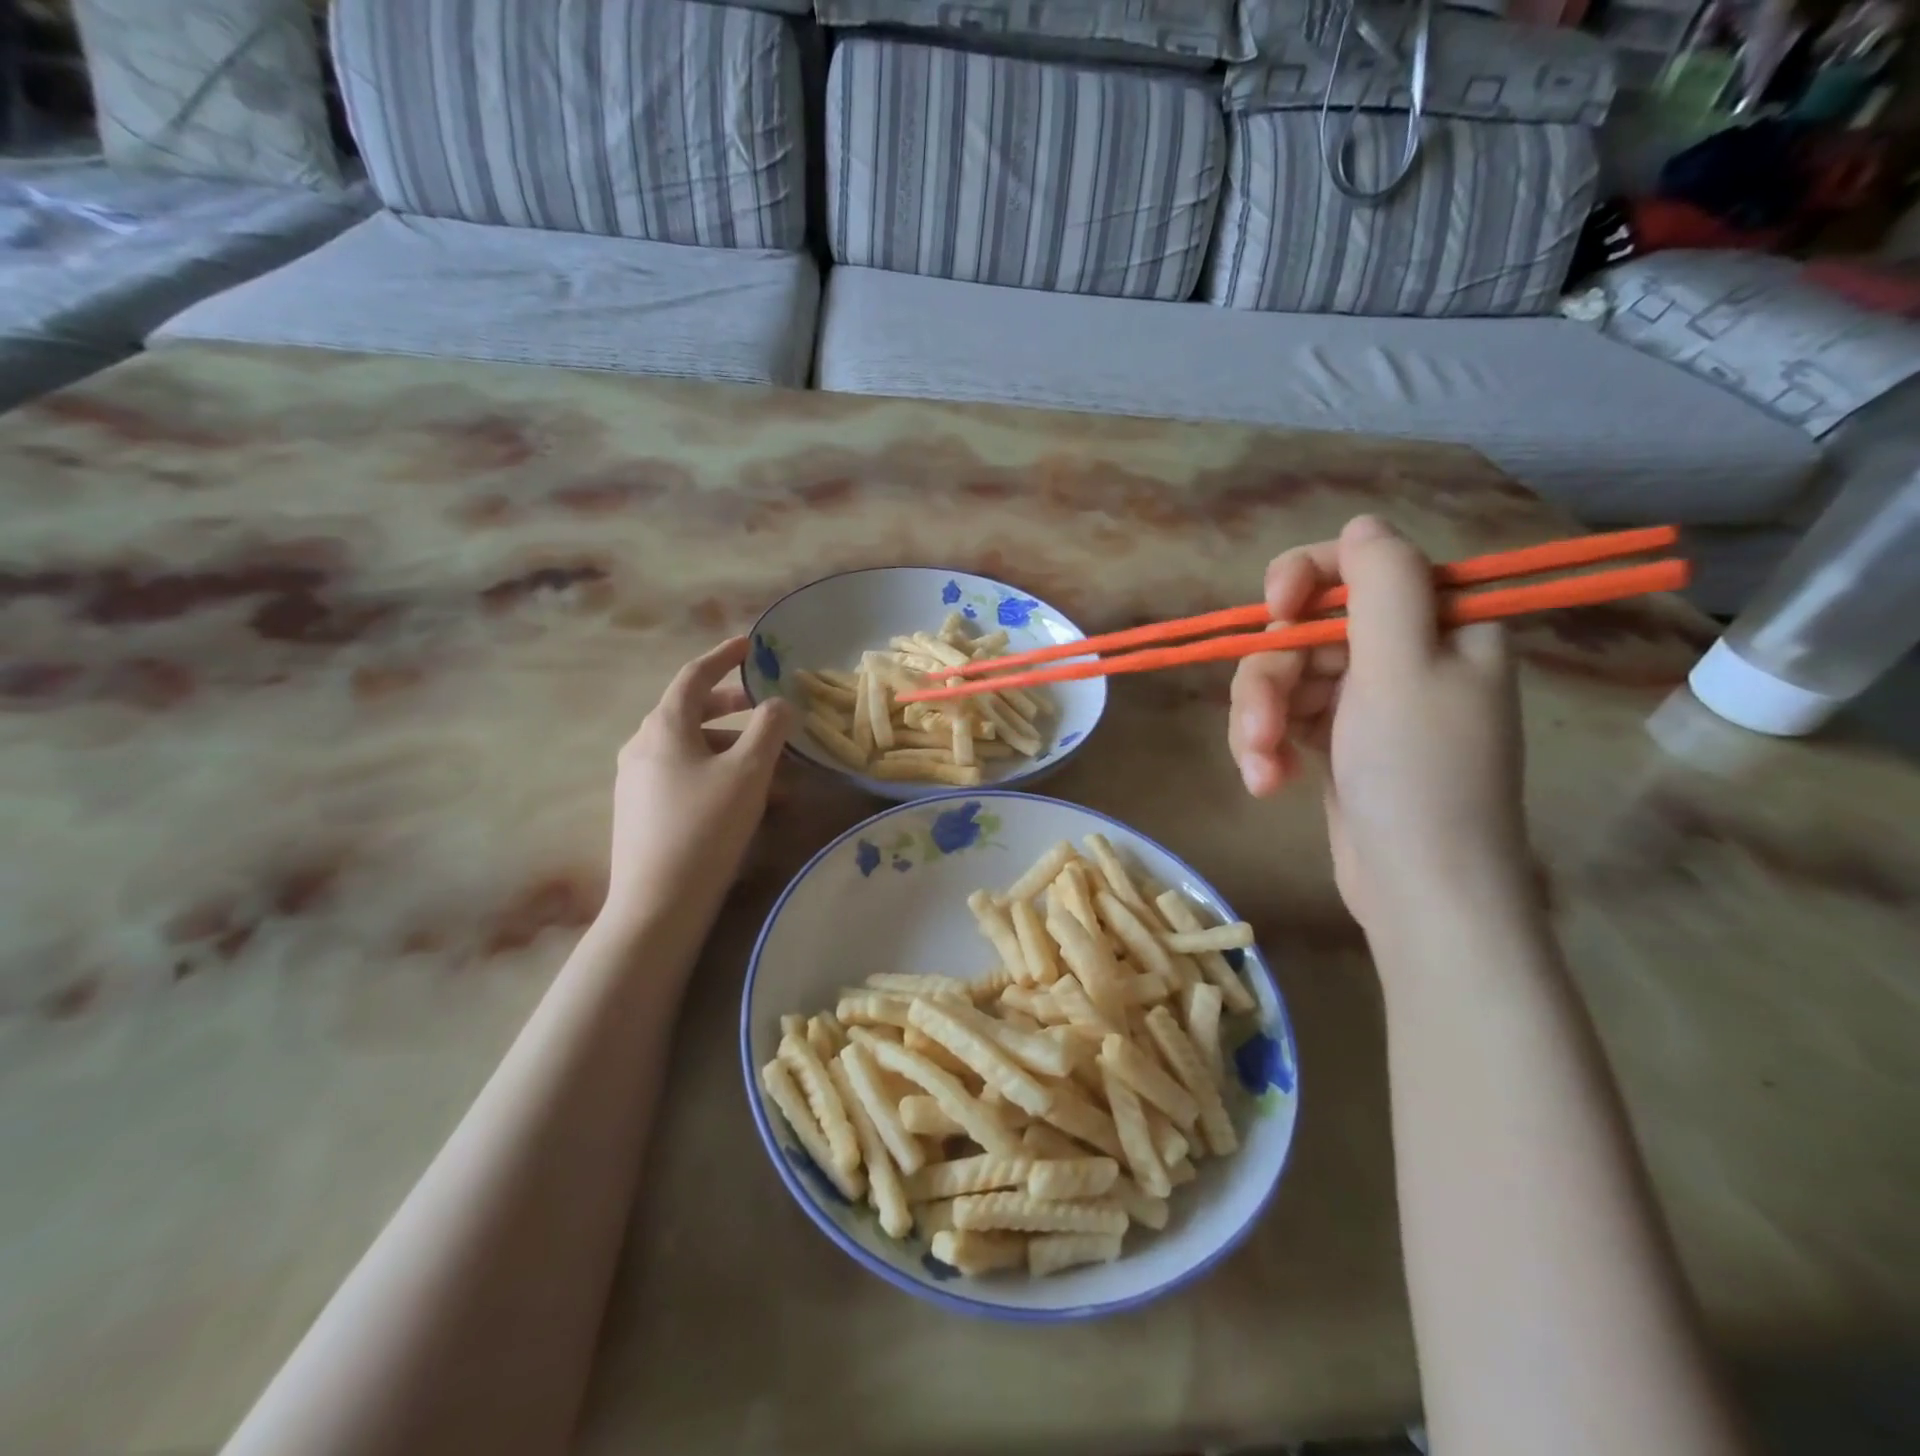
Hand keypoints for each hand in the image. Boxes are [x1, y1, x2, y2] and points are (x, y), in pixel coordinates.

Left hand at [602, 637, 791, 938]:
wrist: (658, 904)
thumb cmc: (706, 827)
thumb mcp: (749, 772)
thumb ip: (769, 728)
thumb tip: (779, 703)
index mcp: (664, 726)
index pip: (694, 676)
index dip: (724, 656)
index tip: (750, 646)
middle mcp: (643, 745)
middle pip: (692, 711)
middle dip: (734, 706)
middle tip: (768, 708)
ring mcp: (638, 779)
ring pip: (692, 748)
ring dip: (733, 748)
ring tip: (774, 769)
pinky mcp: (641, 810)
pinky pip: (684, 775)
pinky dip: (717, 773)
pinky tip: (746, 800)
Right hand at [1229, 516, 1529, 931]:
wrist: (1420, 890)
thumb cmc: (1419, 775)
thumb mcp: (1404, 666)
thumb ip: (1382, 582)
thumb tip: (1361, 524)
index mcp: (1440, 624)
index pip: (1360, 566)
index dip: (1307, 579)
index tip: (1276, 613)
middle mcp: (1404, 653)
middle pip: (1306, 629)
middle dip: (1271, 679)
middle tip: (1260, 730)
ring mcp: (1366, 699)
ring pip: (1283, 676)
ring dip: (1259, 722)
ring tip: (1261, 770)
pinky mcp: (1335, 739)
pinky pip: (1283, 717)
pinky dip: (1267, 746)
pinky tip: (1267, 781)